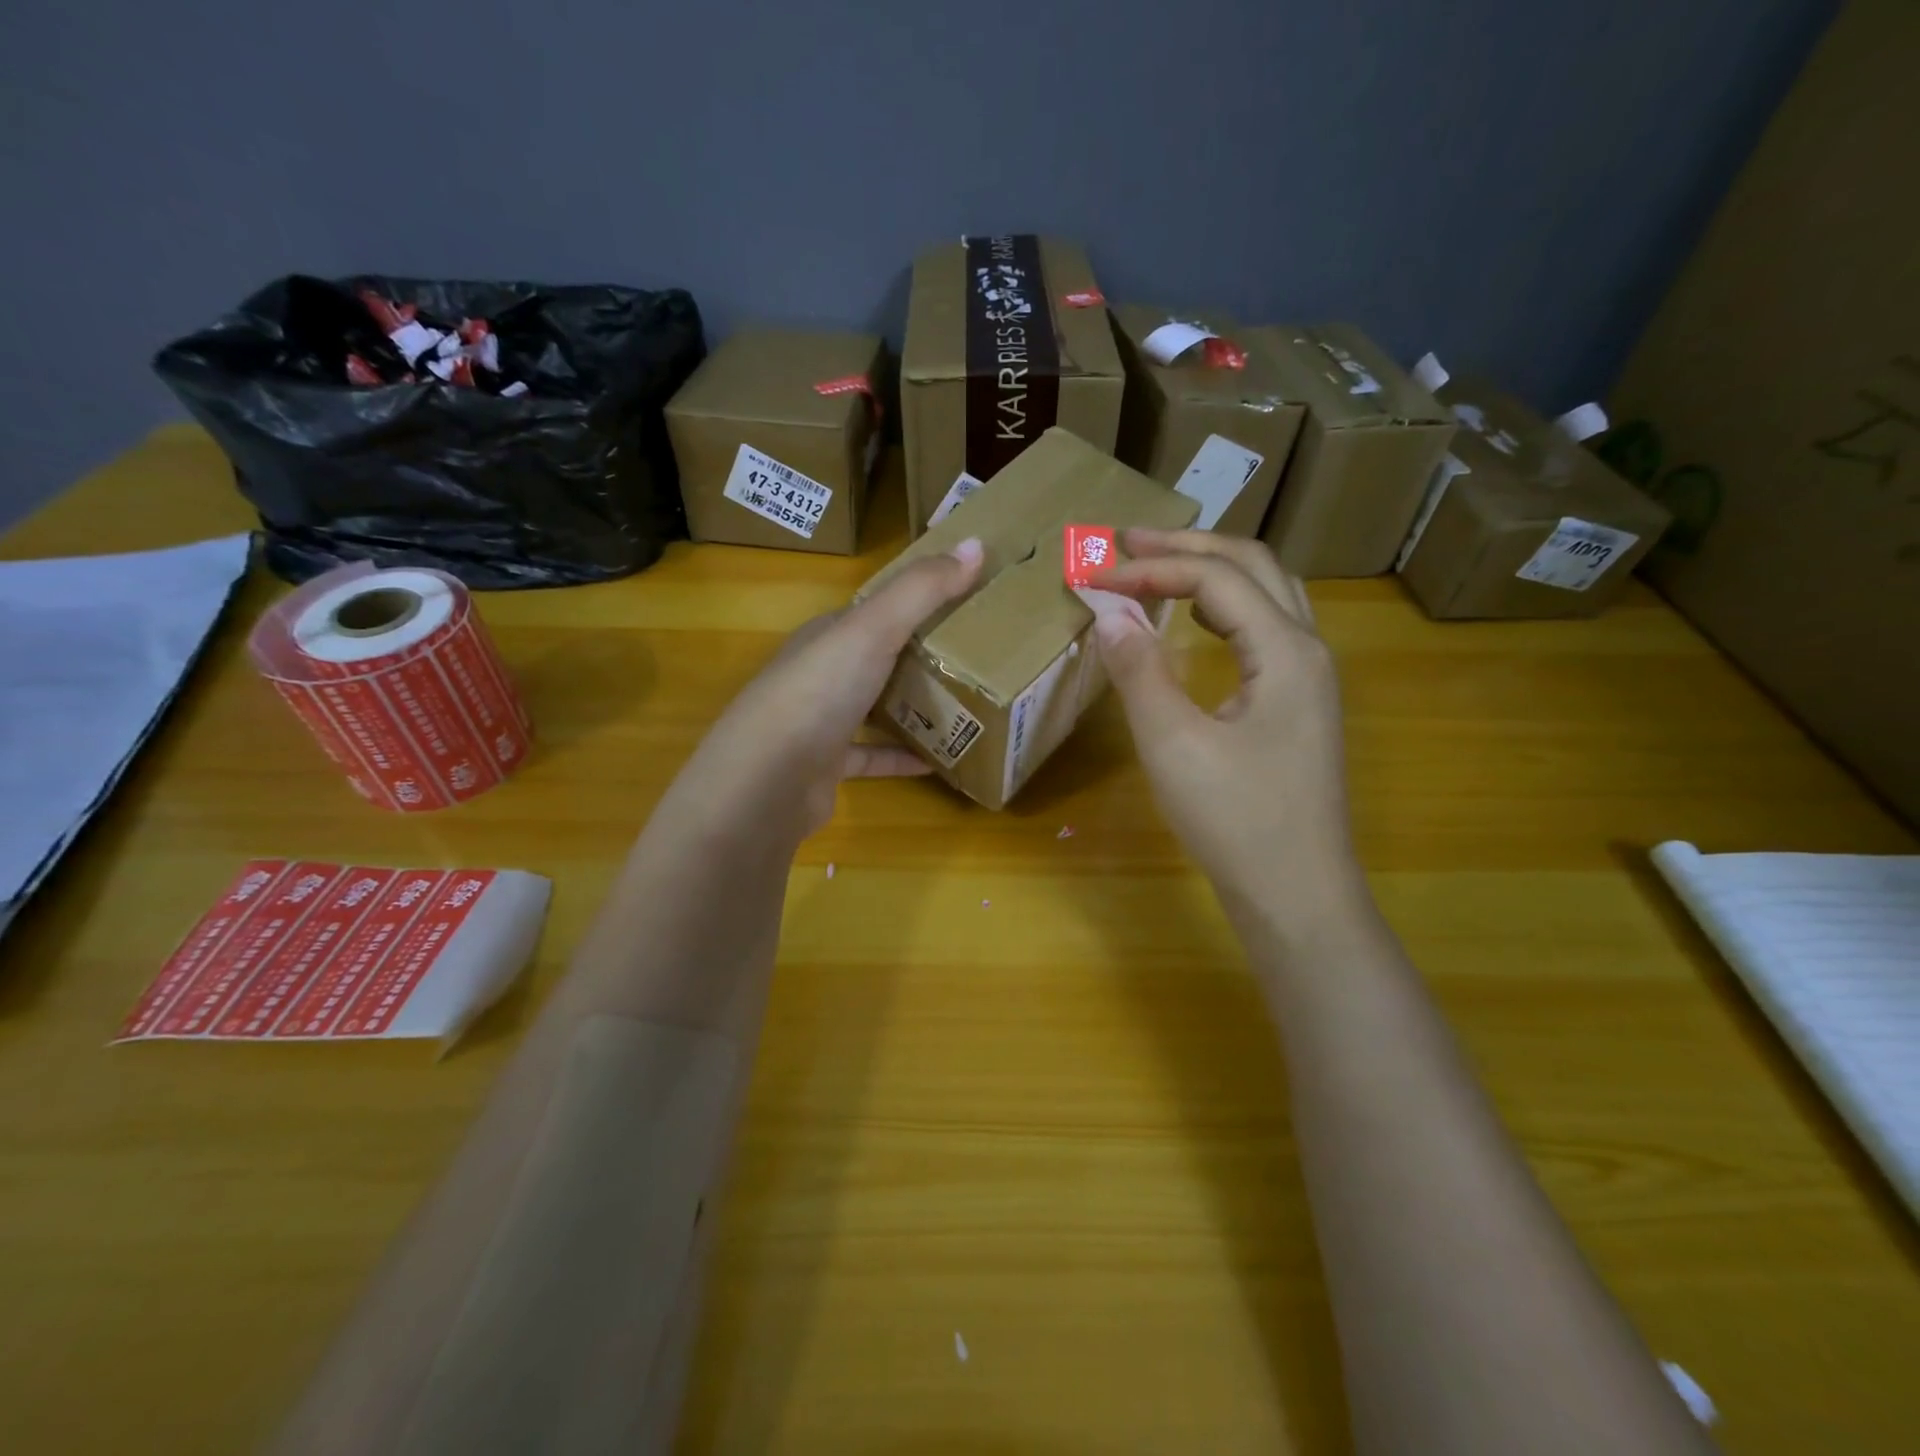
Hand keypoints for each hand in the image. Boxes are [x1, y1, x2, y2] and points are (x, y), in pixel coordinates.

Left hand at [653, 537, 984, 849]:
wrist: (767, 780)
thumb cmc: (819, 691)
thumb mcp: (874, 629)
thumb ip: (922, 590)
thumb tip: (975, 543)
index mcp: (828, 635)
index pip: (875, 610)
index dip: (917, 601)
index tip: (966, 600)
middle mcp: (821, 674)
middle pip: (878, 659)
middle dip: (921, 657)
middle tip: (978, 658)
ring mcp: (820, 723)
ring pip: (875, 708)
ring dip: (913, 709)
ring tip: (966, 708)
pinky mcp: (827, 767)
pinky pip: (872, 757)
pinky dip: (901, 757)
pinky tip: (938, 762)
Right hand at [1091, 529, 1365, 931]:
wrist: (1296, 895)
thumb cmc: (1237, 822)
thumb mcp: (1174, 744)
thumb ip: (1139, 670)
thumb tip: (1108, 612)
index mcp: (1286, 650)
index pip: (1214, 579)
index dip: (1150, 568)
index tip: (1092, 575)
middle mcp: (1307, 649)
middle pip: (1252, 566)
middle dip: (1187, 546)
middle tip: (1125, 541)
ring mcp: (1308, 678)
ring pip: (1265, 594)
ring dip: (1210, 570)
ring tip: (1155, 566)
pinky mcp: (1297, 705)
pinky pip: (1263, 629)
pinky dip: (1224, 607)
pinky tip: (1194, 621)